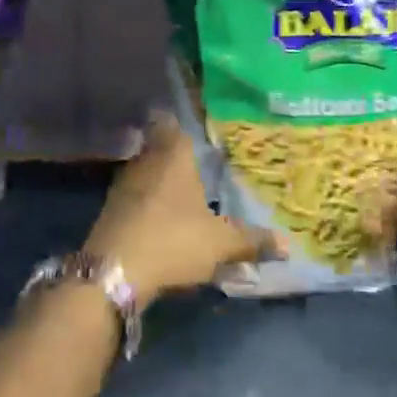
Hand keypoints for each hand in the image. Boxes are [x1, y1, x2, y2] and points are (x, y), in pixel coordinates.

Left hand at [85, 119, 268, 308]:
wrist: (113, 273)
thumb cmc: (173, 241)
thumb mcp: (220, 244)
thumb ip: (251, 240)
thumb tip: (286, 243)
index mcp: (174, 156)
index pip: (174, 124)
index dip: (182, 123)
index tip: (195, 127)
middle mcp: (145, 162)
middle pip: (158, 147)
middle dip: (175, 155)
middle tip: (197, 162)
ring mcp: (123, 186)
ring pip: (145, 172)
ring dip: (159, 181)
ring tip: (182, 192)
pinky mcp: (109, 212)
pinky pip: (133, 197)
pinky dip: (146, 203)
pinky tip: (160, 218)